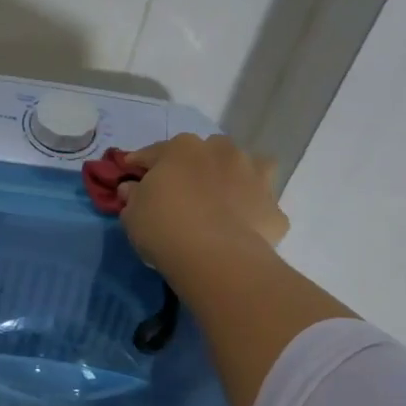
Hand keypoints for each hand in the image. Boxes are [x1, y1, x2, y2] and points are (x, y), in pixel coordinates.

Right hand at [119, 134, 288, 279]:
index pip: (154, 152)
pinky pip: (260, 205)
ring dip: (234, 177)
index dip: (140, 164)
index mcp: (182, 148)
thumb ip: (133, 196)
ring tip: (222, 199)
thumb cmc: (163, 226)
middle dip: (193, 166)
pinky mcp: (274, 207)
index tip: (131, 173)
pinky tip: (242, 228)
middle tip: (181, 189)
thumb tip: (133, 188)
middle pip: (205, 152)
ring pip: (245, 167)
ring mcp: (254, 176)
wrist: (215, 257)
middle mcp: (222, 152)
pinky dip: (253, 212)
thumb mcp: (132, 213)